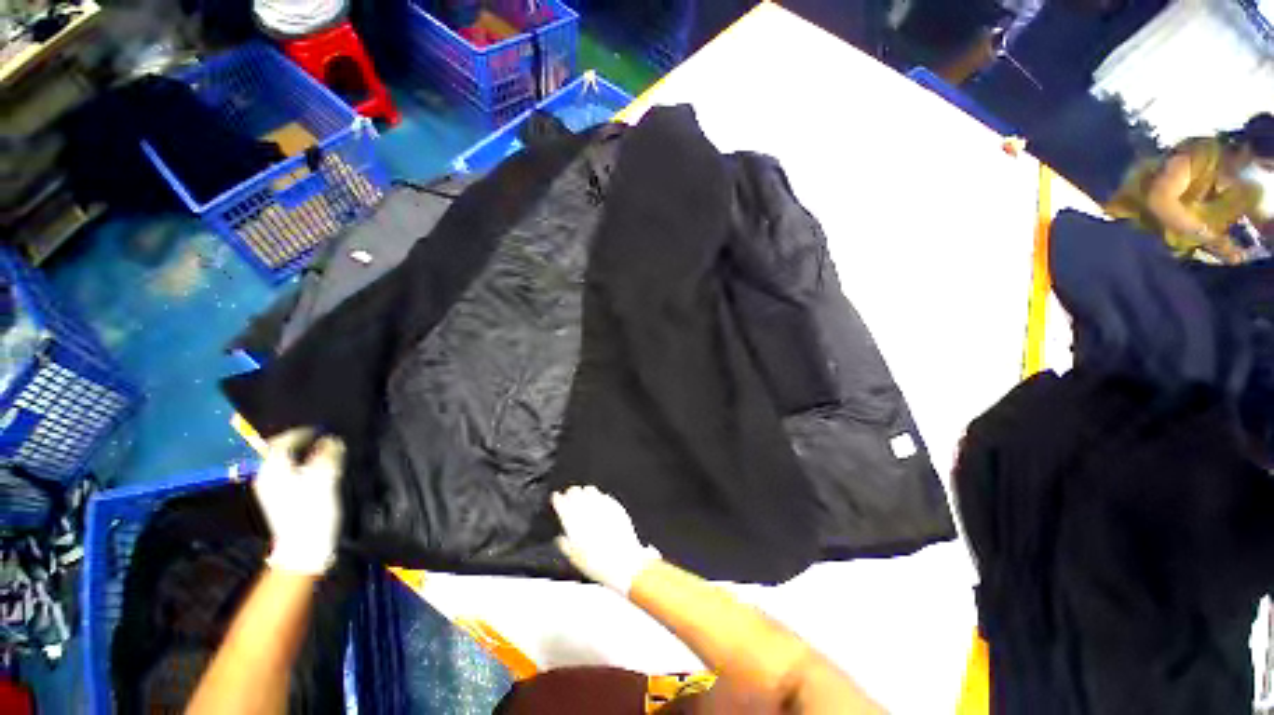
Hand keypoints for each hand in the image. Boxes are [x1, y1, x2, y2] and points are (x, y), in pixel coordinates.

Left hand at [254, 429, 345, 575]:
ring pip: (285, 462)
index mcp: (272, 470)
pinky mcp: (281, 499)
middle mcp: (266, 476)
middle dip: (300, 441)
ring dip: (302, 453)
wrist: (304, 548)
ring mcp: (271, 489)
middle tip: (323, 437)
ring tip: (324, 450)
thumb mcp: (325, 479)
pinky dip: (302, 465)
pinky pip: (289, 472)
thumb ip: (327, 455)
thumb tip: (331, 439)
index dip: (301, 432)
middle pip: (280, 451)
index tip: (322, 428)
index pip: (281, 441)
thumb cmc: (312, 511)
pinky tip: (317, 469)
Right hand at [552, 486, 660, 594]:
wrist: (623, 563)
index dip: (557, 499)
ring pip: (590, 490)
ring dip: (585, 492)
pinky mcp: (615, 507)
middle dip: (571, 493)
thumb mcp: (575, 559)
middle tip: (569, 495)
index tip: (556, 497)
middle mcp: (587, 511)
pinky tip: (600, 502)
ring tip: (584, 495)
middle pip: (575, 492)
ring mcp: (603, 506)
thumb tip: (560, 539)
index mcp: (573, 522)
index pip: (561, 503)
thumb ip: (565, 545)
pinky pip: (605, 496)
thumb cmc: (598, 564)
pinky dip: (600, 497)